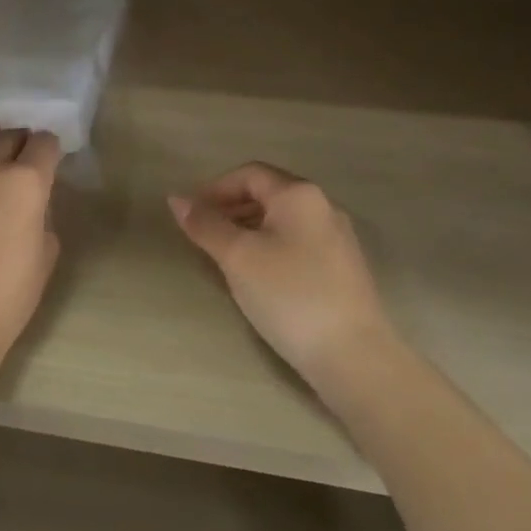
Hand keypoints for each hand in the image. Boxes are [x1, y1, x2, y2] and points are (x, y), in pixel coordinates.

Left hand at [0, 102, 62, 387]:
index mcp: (26, 184)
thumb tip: (33, 204)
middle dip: (18, 141)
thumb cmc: (5, 302)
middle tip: (18, 151)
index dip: (49, 149)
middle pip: (7, 138)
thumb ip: (43, 219)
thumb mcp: (45, 259)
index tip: (48, 157)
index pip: (44, 145)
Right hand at [168, 163, 396, 397]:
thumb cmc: (290, 296)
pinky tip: (259, 278)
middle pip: (268, 194)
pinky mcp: (343, 268)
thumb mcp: (238, 258)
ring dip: (249, 229)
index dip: (215, 189)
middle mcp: (323, 206)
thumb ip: (206, 225)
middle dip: (231, 209)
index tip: (191, 215)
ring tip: (225, 258)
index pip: (249, 174)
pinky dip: (271, 248)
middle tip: (204, 236)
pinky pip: (298, 243)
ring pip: (283, 221)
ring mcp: (338, 238)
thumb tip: (176, 199)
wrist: (355, 357)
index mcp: (299, 194)